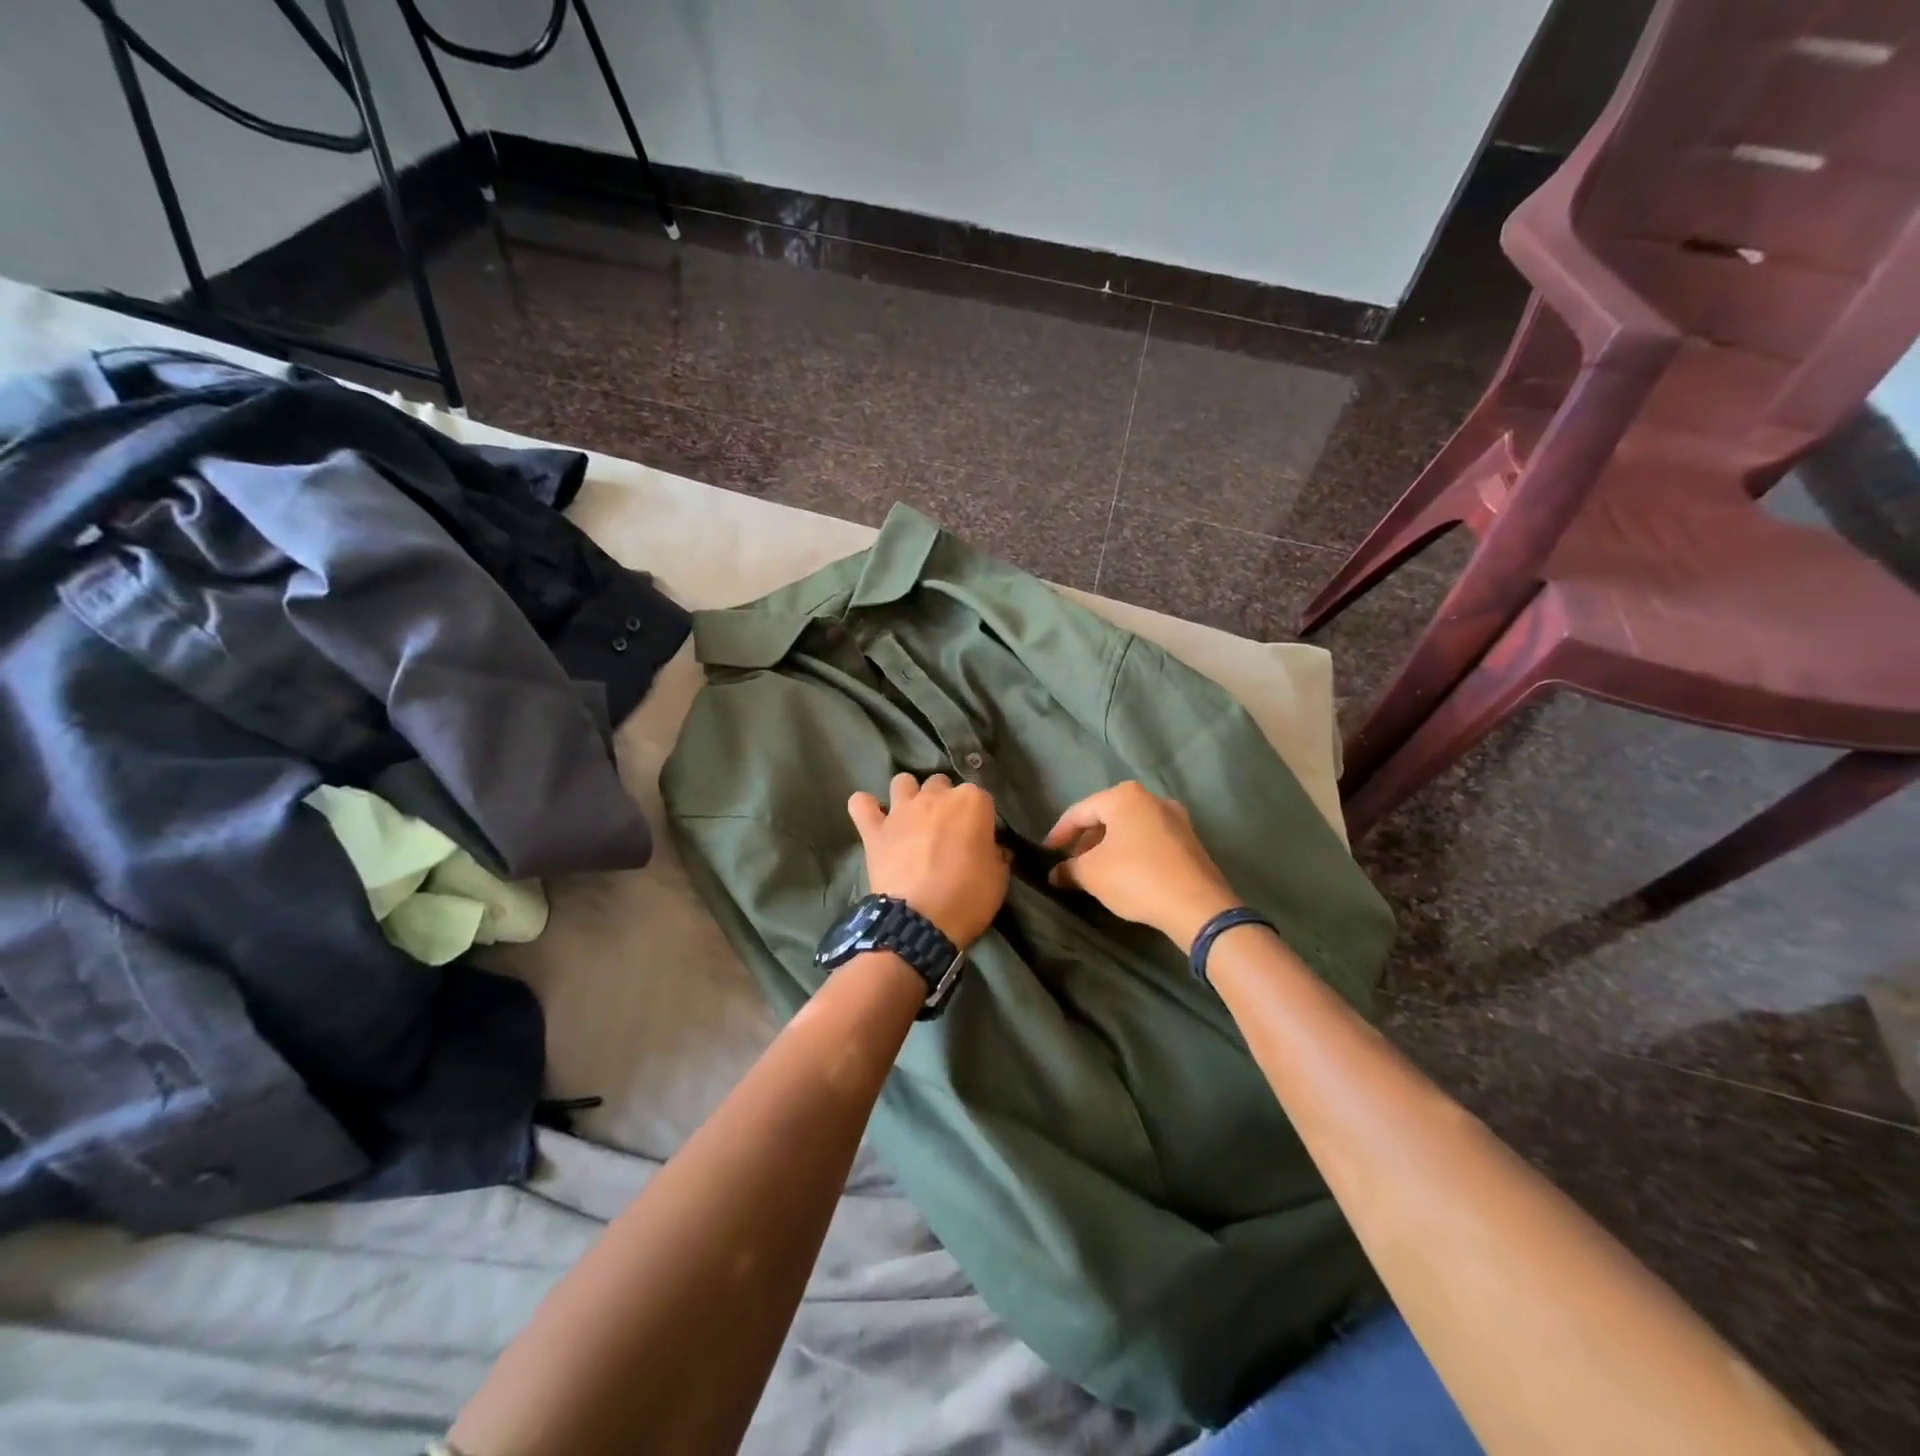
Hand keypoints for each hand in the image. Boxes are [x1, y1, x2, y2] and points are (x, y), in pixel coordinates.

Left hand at [847, 773, 1008, 948]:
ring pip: (902, 781)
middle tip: (945, 829)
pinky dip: (865, 807)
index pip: (981, 797)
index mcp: (972, 802)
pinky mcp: (874, 829)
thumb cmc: (968, 898)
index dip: (979, 817)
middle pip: (941, 784)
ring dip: (908, 795)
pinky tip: (872, 817)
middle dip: (943, 800)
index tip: (979, 837)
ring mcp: (901, 810)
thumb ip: (996, 854)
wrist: (921, 921)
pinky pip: (861, 804)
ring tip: (911, 818)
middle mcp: (935, 796)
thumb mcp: (999, 878)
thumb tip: (993, 849)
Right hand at [1043, 781, 1240, 948]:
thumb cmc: (1135, 878)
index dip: (1058, 834)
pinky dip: (1132, 852)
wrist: (1197, 906)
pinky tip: (1124, 874)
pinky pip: (1150, 840)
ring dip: (1109, 847)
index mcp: (1124, 796)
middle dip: (1085, 840)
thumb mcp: (1091, 874)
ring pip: (1130, 828)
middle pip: (1106, 817)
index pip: (1079, 812)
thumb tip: (1056, 873)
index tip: (1046, 854)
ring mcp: (1175, 818)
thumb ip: (1068, 868)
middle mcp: (1151, 798)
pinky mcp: (1190, 841)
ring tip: (1095, 871)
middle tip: (1071, 863)